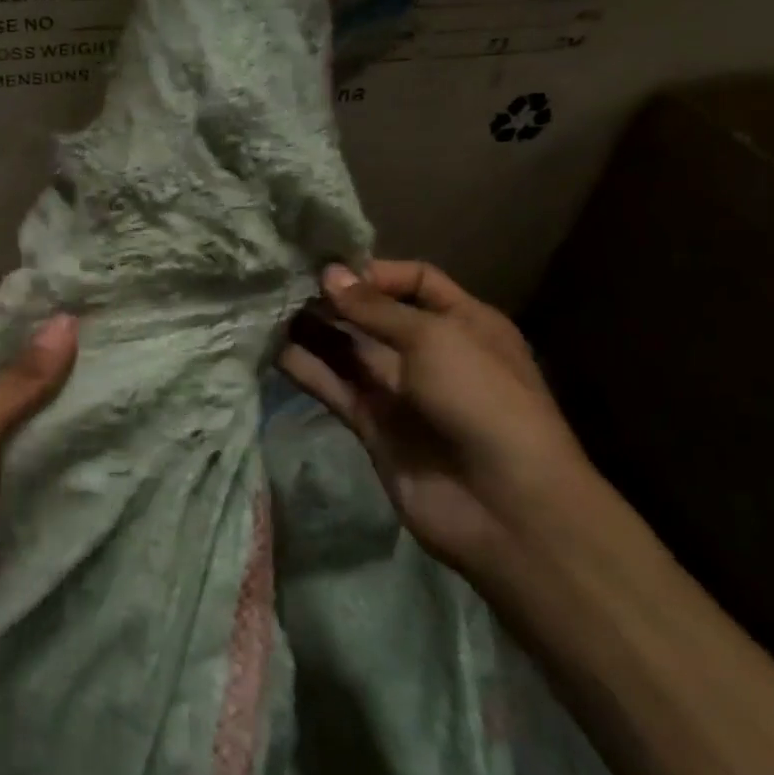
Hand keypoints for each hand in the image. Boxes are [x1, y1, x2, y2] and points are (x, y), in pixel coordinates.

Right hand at [281, 260, 592, 572]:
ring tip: (268, 310)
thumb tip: (329, 274)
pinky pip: (334, 388)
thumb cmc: (482, 400)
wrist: (505, 506)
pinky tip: (273, 350)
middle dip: (334, 300)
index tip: (328, 268)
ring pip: (347, 351)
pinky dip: (306, 370)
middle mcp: (429, 351)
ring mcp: (399, 390)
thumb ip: (375, 308)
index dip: (375, 272)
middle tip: (284, 283)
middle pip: (374, 315)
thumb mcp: (434, 338)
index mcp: (463, 322)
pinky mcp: (372, 425)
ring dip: (312, 331)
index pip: (416, 280)